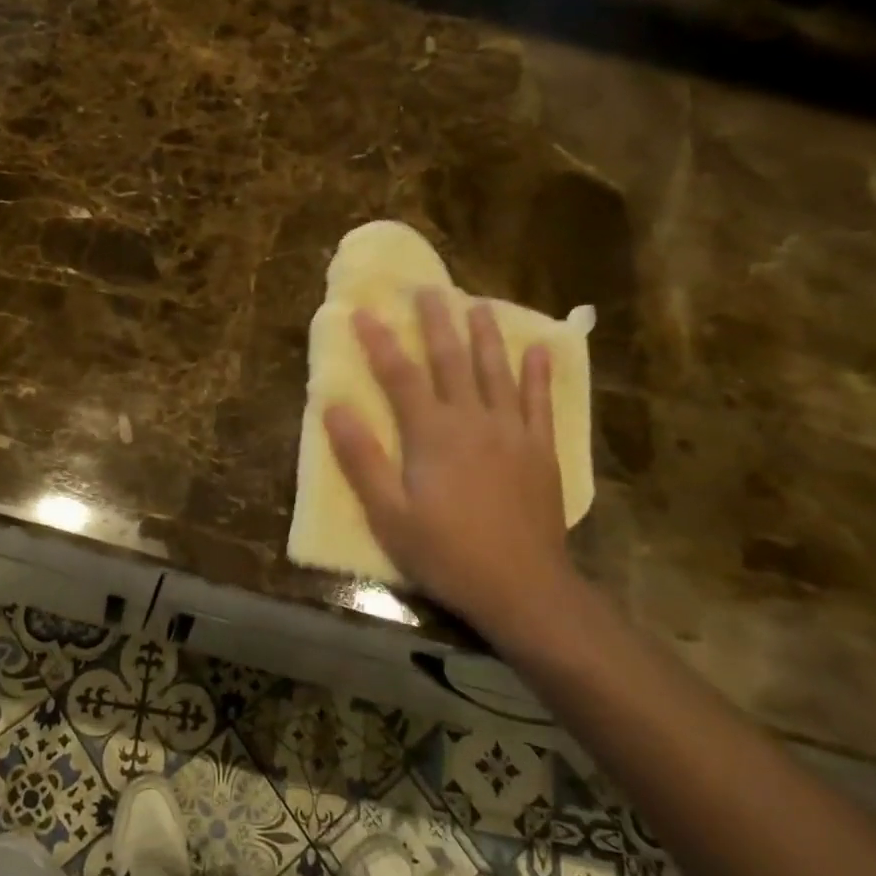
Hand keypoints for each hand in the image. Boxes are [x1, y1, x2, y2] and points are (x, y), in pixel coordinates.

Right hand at [324, 289, 580, 647]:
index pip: (400, 374)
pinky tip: (538, 350)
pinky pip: (541, 402)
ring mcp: (513, 432)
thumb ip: (361, 458)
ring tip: (479, 303)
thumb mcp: (388, 514)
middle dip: (437, 321)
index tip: (363, 311)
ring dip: (487, 335)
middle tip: (430, 287)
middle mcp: (473, 420)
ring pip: (497, 371)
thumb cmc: (447, 552)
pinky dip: (538, 374)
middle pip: (452, 360)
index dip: (379, 341)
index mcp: (432, 433)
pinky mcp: (541, 451)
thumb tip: (333, 406)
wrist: (523, 588)